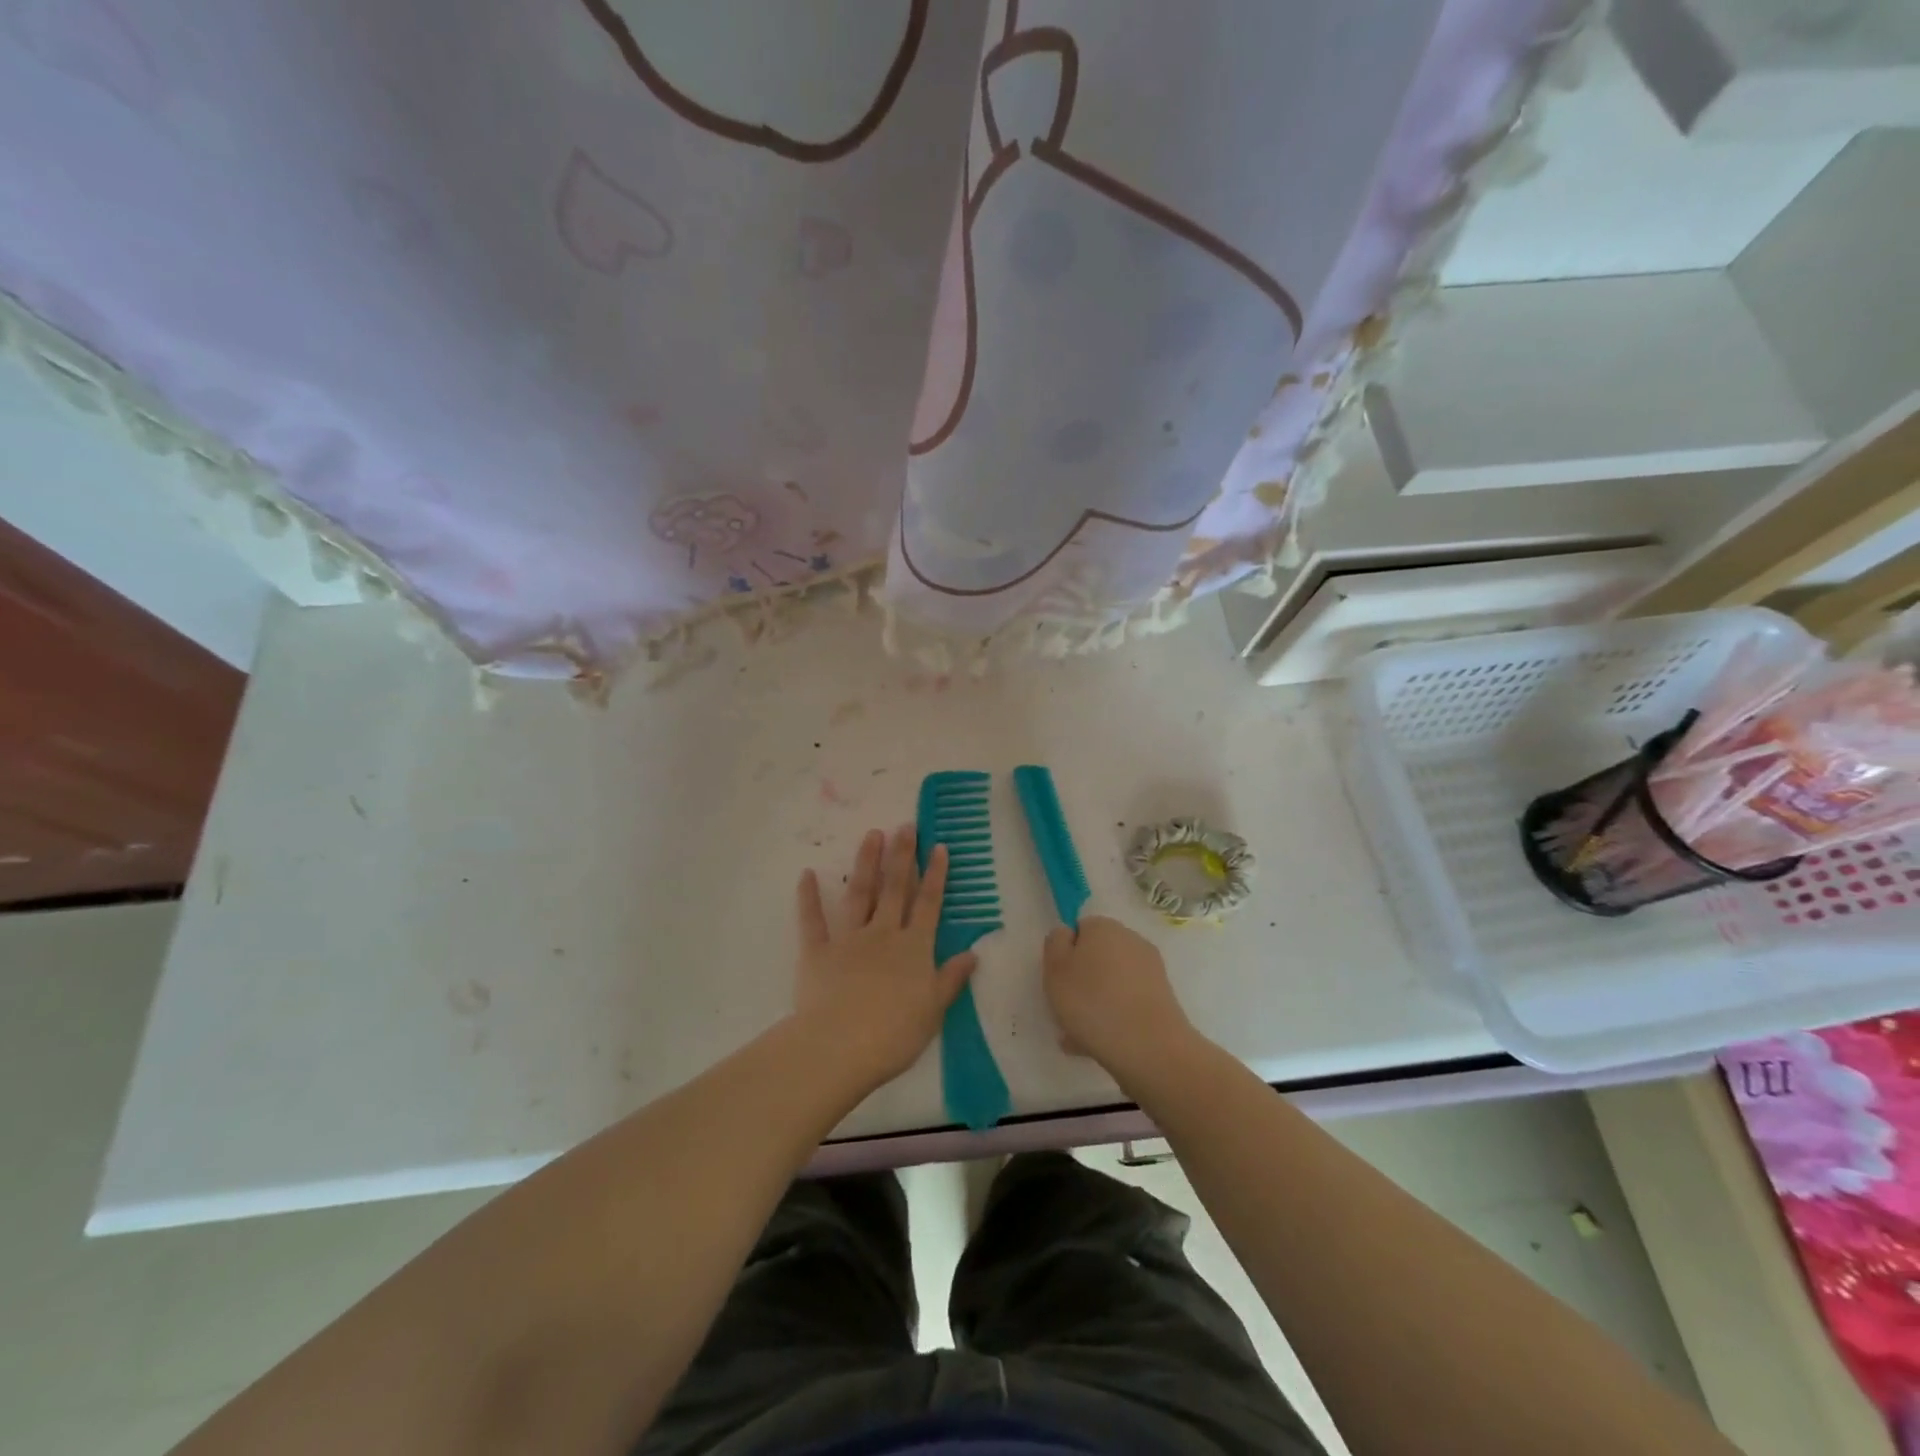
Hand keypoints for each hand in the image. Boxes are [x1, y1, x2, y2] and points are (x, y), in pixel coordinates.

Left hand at [792, 826, 976, 1088]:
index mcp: (914, 948)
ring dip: (866, 863)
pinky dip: (808, 897)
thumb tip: (972, 954)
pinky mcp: (817, 952)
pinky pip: (812, 920)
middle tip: (905, 825)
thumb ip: (950, 979)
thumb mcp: (933, 1010)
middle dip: (902, 855)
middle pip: (896, 889)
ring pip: (860, 893)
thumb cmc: (893, 1034)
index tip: (938, 846)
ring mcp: (849, 939)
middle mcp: (884, 934)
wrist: (840, 1047)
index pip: (929, 904)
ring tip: (872, 834)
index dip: (935, 875)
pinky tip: (806, 874)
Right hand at [1043, 916, 1195, 1082]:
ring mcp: (1150, 971)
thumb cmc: (1092, 1002)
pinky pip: (1127, 1004)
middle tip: (1065, 1011)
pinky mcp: (1162, 999)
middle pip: (1097, 958)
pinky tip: (1098, 1045)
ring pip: (1112, 984)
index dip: (1065, 955)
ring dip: (1095, 1004)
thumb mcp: (1055, 968)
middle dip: (1081, 982)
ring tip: (1078, 1037)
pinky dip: (1114, 1018)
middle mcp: (1131, 941)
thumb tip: (1067, 934)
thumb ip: (1055, 943)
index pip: (1079, 930)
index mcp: (1103, 926)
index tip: (1057, 981)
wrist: (1149, 1047)